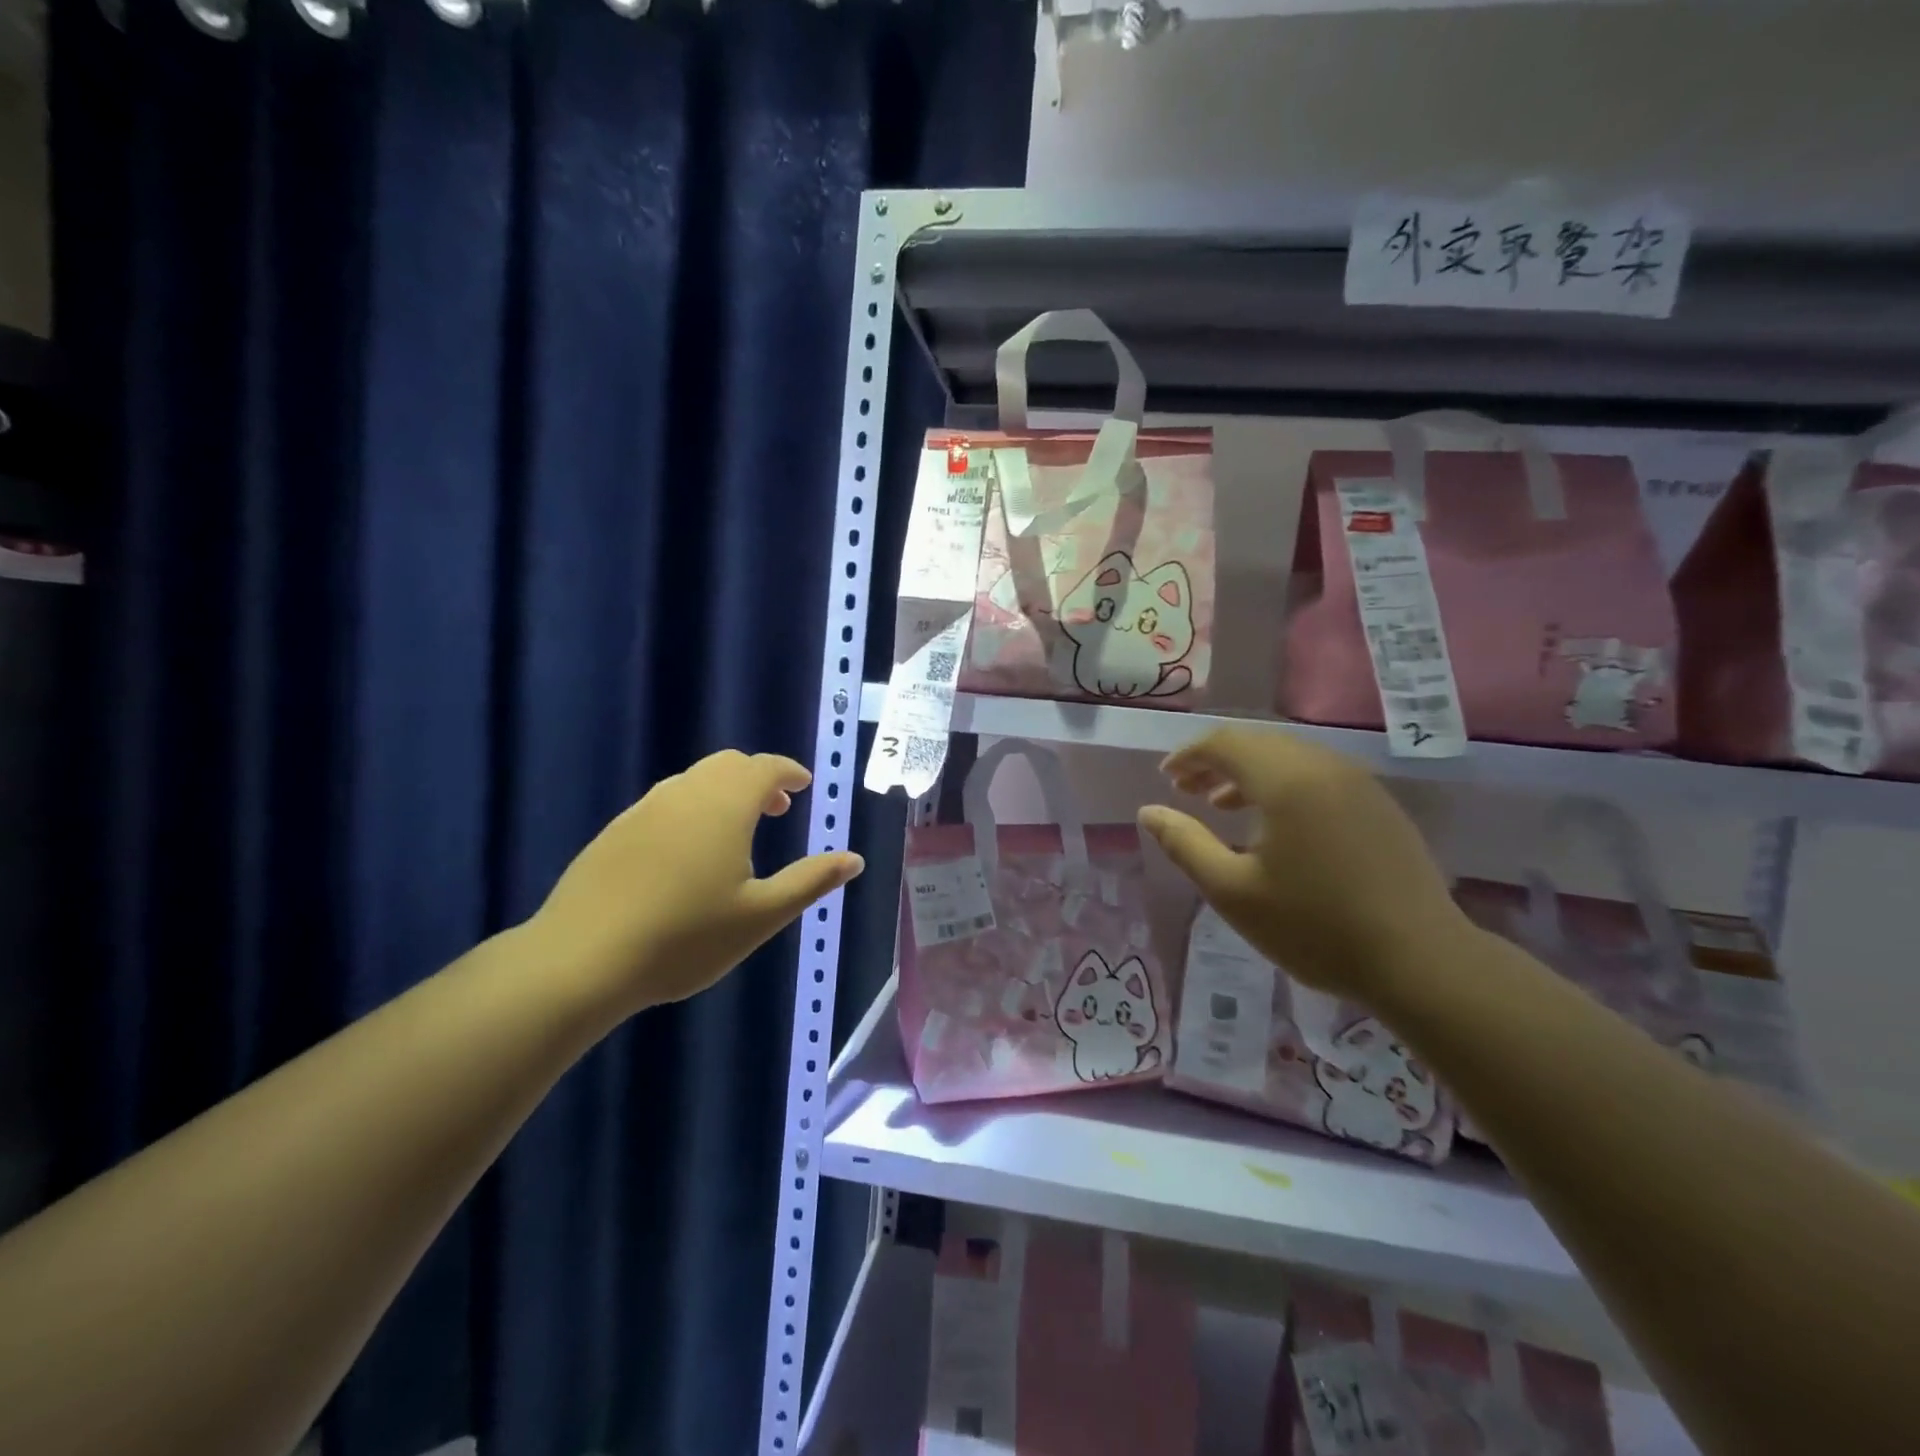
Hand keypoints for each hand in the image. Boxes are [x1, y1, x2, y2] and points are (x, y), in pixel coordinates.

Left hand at [528, 750, 863, 1015]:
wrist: (581, 960)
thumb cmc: (685, 937)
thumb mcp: (761, 915)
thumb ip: (810, 881)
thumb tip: (854, 859)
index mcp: (725, 806)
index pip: (764, 767)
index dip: (789, 772)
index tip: (804, 786)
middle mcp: (684, 794)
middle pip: (728, 765)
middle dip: (758, 778)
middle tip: (777, 810)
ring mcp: (643, 810)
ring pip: (693, 781)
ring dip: (724, 792)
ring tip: (737, 832)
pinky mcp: (615, 832)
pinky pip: (665, 802)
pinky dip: (692, 808)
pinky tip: (688, 853)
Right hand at [1137, 728, 1465, 999]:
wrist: (1422, 962)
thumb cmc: (1315, 927)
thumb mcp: (1233, 891)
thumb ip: (1185, 844)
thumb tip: (1149, 811)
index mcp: (1286, 780)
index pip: (1225, 742)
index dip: (1189, 755)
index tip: (1166, 779)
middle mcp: (1324, 767)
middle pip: (1257, 743)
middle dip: (1216, 761)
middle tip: (1186, 790)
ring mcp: (1358, 783)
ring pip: (1289, 757)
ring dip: (1248, 773)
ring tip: (1220, 806)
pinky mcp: (1378, 805)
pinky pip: (1317, 776)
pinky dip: (1282, 784)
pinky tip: (1275, 825)